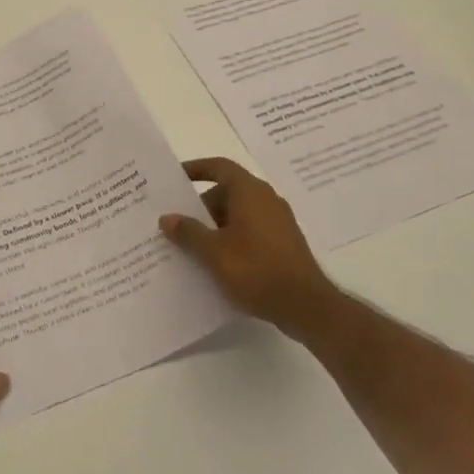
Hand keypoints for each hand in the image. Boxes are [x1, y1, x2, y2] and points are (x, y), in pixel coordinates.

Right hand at [160, 157, 336, 339]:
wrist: (306, 306)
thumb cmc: (256, 269)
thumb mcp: (214, 252)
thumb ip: (189, 232)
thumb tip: (167, 218)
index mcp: (250, 191)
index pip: (219, 167)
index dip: (196, 168)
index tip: (175, 177)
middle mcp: (266, 199)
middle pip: (227, 192)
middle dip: (201, 206)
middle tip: (178, 223)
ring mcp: (278, 222)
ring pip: (239, 214)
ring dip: (215, 225)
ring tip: (192, 246)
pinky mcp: (284, 244)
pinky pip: (251, 231)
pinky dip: (232, 239)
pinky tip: (218, 263)